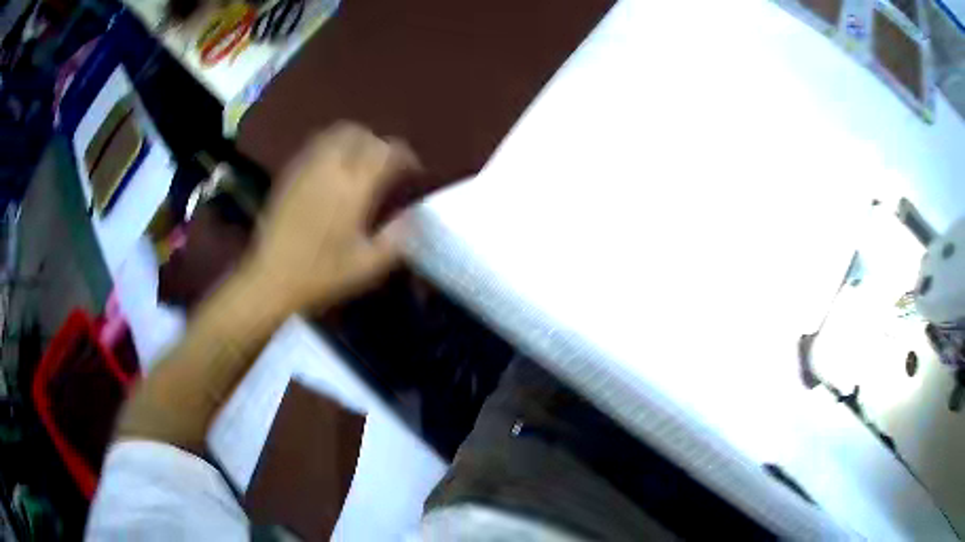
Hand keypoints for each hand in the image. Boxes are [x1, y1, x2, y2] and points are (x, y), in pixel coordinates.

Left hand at [246, 122, 418, 310]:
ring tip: (361, 160)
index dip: (404, 155)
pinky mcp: (289, 174)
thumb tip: (412, 216)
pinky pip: (315, 146)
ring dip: (355, 140)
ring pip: (335, 134)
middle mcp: (331, 168)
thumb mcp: (367, 266)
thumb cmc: (320, 275)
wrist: (271, 279)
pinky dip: (332, 147)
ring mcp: (307, 168)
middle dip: (379, 143)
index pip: (386, 152)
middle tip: (386, 163)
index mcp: (354, 189)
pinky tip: (333, 169)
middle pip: (360, 134)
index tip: (413, 169)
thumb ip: (395, 239)